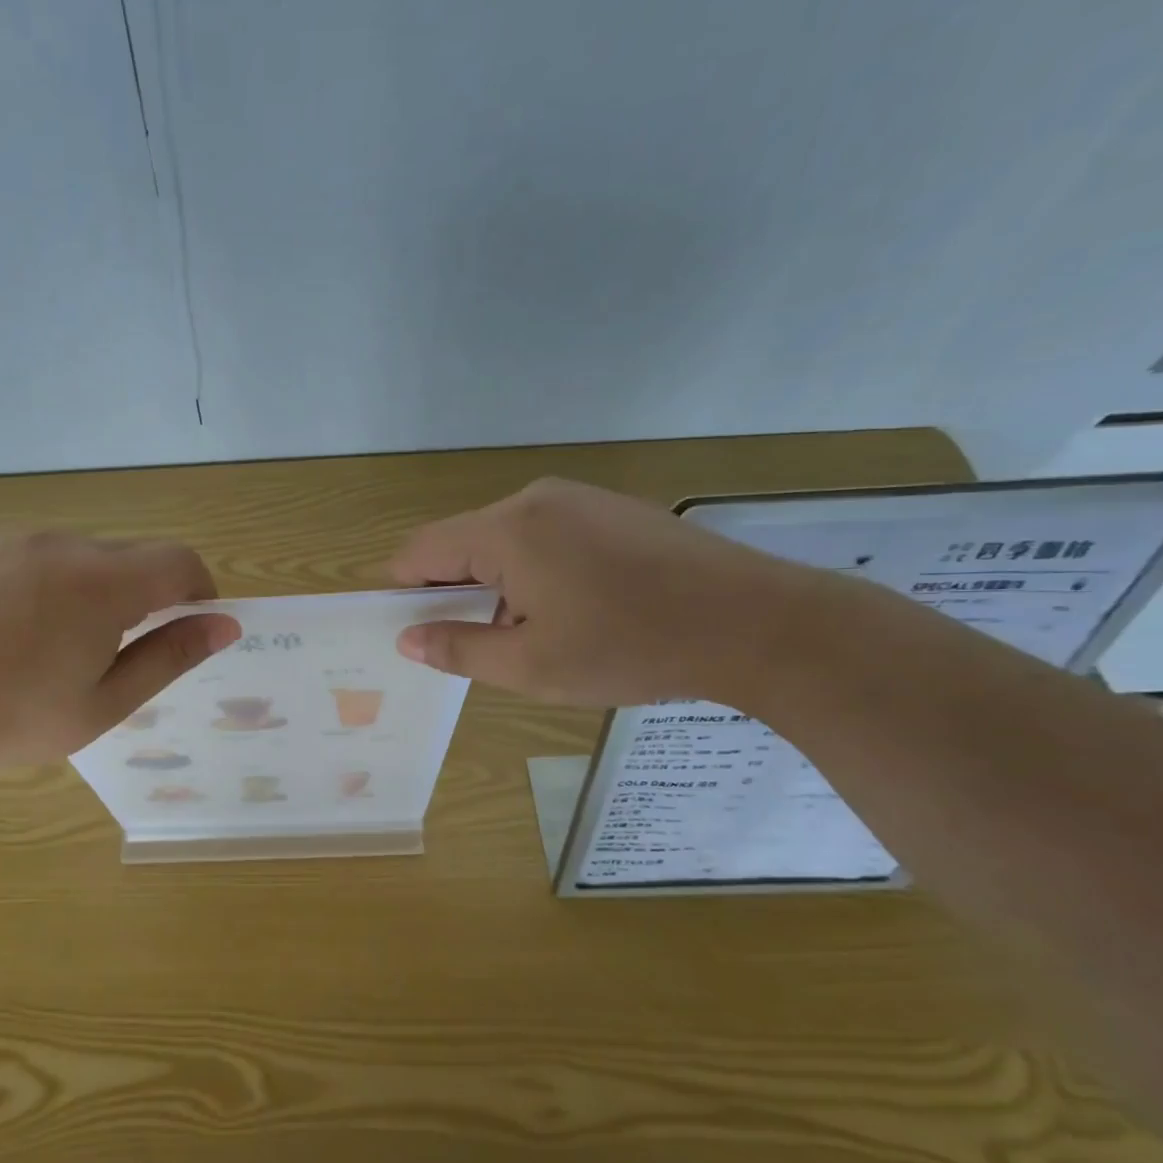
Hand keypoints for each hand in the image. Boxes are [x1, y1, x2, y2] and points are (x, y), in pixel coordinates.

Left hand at [0, 532, 239, 781]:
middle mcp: (63, 544)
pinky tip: (17, 629)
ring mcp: (15, 540)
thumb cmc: (13, 720)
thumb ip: (170, 657)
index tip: (189, 628)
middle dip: (147, 594)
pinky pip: (39, 554)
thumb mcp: (105, 703)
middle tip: (119, 651)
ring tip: (59, 645)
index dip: (199, 592)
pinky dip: (52, 581)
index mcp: (102, 583)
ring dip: (98, 587)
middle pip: (134, 555)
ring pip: (86, 554)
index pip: (179, 562)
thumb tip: (225, 626)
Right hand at [389, 478, 813, 707]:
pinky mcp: (609, 507)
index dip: (405, 592)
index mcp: (506, 530)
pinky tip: (574, 607)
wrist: (757, 623)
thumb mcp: (532, 665)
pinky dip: (534, 569)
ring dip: (497, 583)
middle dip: (455, 591)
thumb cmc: (632, 647)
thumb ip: (458, 649)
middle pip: (461, 542)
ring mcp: (576, 497)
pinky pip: (543, 534)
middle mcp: (533, 498)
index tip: (419, 633)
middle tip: (481, 644)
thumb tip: (408, 639)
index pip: (420, 551)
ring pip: (502, 539)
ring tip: (534, 631)